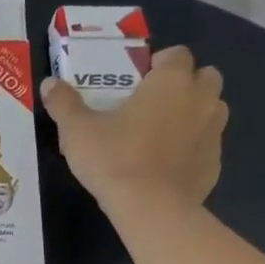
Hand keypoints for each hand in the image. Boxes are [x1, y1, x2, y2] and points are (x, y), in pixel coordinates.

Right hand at [40, 45, 227, 216]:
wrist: (151, 209)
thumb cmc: (115, 160)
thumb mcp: (78, 132)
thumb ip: (64, 104)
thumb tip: (49, 84)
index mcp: (171, 81)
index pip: (177, 54)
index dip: (160, 64)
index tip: (139, 82)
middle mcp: (201, 99)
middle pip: (204, 77)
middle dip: (185, 85)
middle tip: (154, 106)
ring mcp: (214, 132)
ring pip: (212, 110)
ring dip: (194, 115)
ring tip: (164, 135)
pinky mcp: (215, 164)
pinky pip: (207, 146)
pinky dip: (194, 150)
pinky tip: (169, 167)